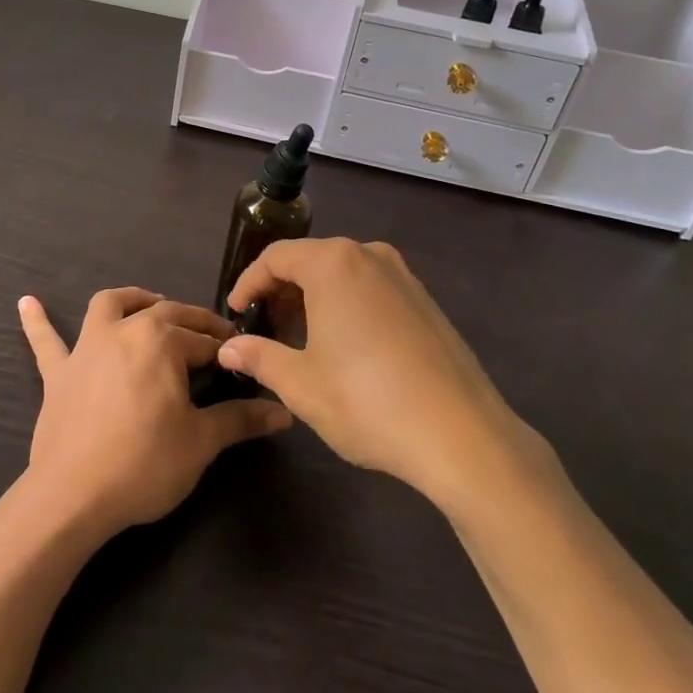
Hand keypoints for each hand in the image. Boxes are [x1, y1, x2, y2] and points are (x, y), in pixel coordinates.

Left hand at [18, 287, 290, 539]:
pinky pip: (46, 341)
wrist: (73, 495)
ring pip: (110, 305)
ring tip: (148, 303)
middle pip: (165, 313)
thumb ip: (241, 420)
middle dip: (193, 322)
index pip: (205, 340)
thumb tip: (284, 413)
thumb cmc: (144, 463)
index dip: (227, 351)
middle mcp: (124, 330)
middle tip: (213, 338)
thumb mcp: (201, 441)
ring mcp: (87, 347)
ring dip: (132, 299)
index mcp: (162, 340)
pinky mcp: (58, 372)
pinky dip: (38, 321)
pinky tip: (27, 303)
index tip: (243, 361)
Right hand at [219, 239, 547, 507]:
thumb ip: (258, 357)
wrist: (463, 437)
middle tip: (265, 328)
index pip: (276, 257)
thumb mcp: (301, 384)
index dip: (249, 283)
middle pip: (310, 260)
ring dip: (313, 298)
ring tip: (299, 339)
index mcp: (334, 263)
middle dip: (281, 291)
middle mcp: (369, 256)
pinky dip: (346, 305)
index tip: (236, 313)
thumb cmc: (368, 402)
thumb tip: (228, 349)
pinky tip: (344, 347)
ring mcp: (403, 276)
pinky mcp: (425, 301)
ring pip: (342, 274)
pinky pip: (370, 289)